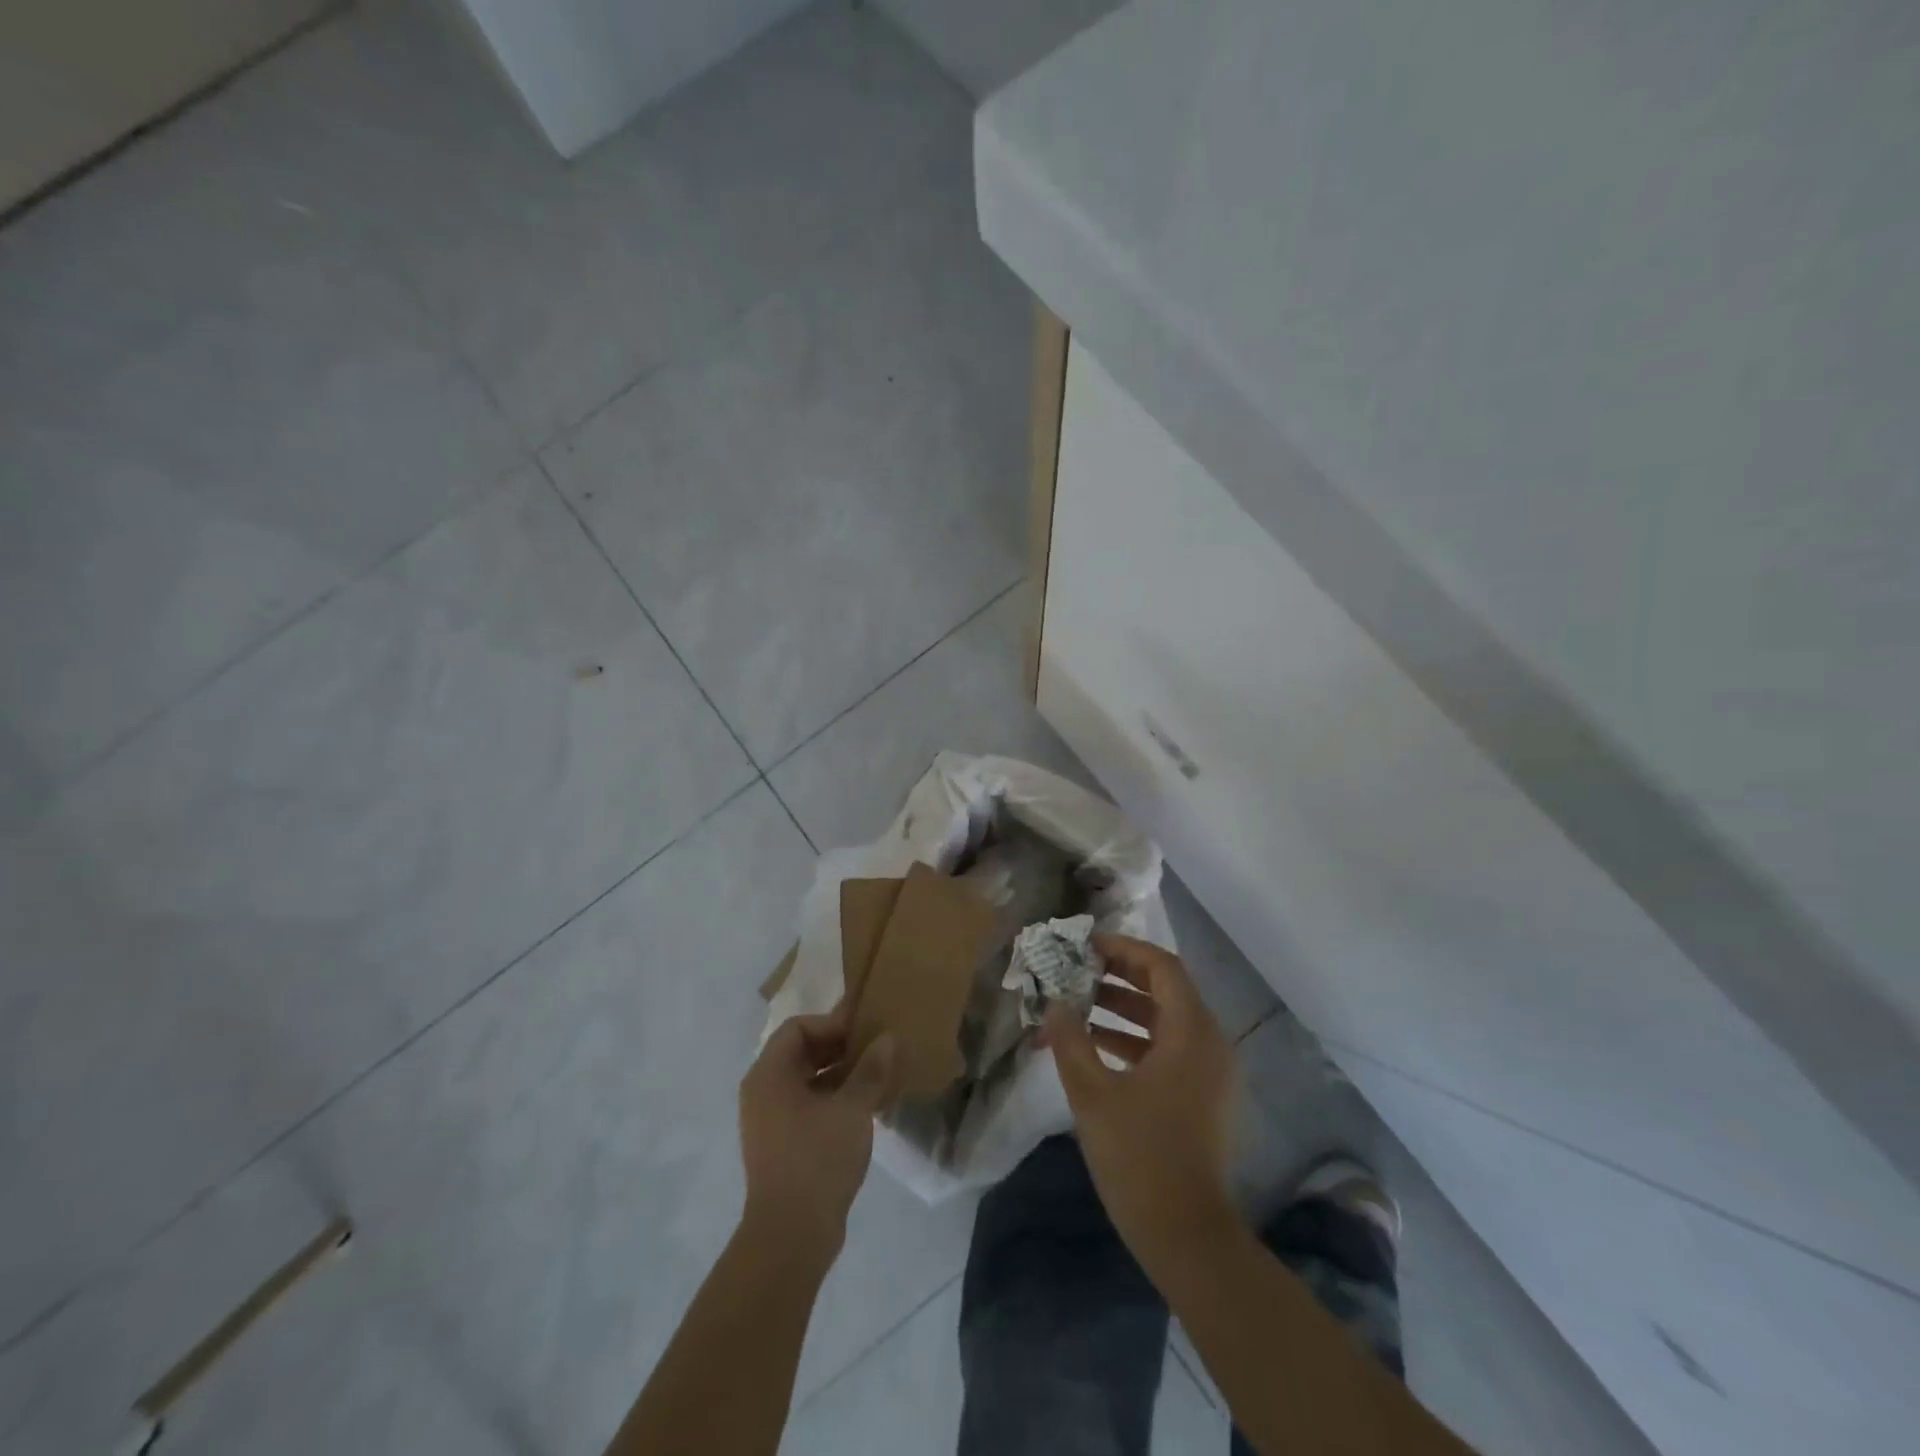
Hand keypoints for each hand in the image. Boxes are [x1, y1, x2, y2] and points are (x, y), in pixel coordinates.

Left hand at [738, 1010, 894, 1256]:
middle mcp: (762, 1092)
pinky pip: (806, 1106)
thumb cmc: (818, 1159)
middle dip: (838, 1048)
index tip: (864, 1033)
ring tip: (876, 1077)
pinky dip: (832, 1099)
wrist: (791, 1236)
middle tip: (874, 1051)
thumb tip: (887, 1038)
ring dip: (839, 1075)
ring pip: (805, 1081)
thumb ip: (870, 1069)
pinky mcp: (780, 1145)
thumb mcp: (852, 1109)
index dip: (831, 1024)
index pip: (798, 1027)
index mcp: (769, 1075)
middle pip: (800, 1052)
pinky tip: (864, 1108)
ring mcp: (769, 1121)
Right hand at [1044, 934, 1238, 1269]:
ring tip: (1078, 1004)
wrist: (1187, 1238)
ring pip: (1166, 1020)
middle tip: (1078, 970)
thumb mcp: (1093, 1094)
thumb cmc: (1140, 1158)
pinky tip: (1095, 1046)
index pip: (1162, 967)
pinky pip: (1169, 1049)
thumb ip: (1070, 1040)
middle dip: (1120, 976)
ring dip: (1123, 1008)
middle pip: (1166, 989)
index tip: (1086, 947)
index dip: (1124, 949)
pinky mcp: (1202, 1097)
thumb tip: (1054, 1003)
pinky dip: (1134, 1040)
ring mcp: (1209, 1073)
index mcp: (1191, 1033)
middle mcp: (1209, 1044)